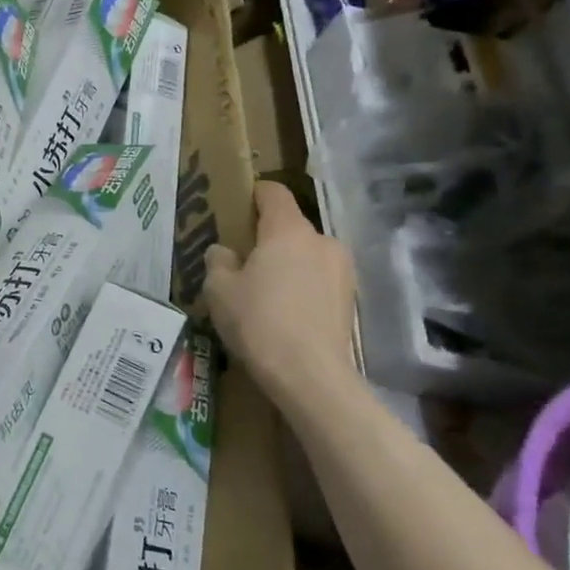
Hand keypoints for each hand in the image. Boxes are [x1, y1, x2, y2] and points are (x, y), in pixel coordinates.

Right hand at [205, 181, 357, 420]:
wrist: (310, 376)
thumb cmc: (259, 321)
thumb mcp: (219, 290)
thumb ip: (219, 261)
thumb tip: (225, 252)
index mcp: (288, 230)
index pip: (274, 193)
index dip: (254, 194)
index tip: (238, 207)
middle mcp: (321, 241)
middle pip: (291, 227)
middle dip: (268, 238)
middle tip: (243, 261)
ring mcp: (342, 271)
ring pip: (307, 255)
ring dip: (288, 265)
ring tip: (264, 293)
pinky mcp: (351, 300)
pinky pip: (319, 281)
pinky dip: (303, 288)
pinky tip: (285, 314)